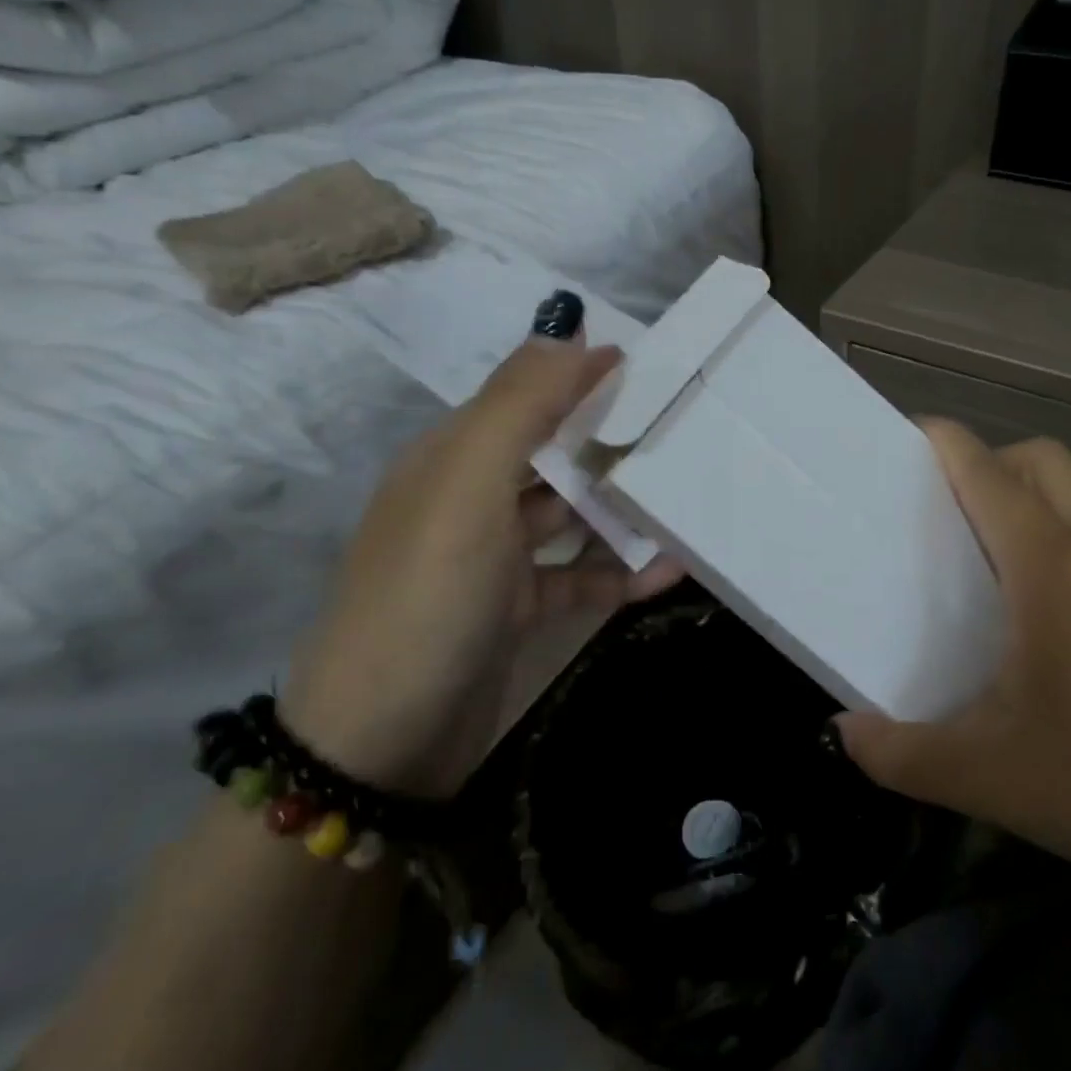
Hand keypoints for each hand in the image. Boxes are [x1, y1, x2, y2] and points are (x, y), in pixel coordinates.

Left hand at [281, 290, 681, 797]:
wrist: (380, 743)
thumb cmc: (428, 597)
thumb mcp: (469, 487)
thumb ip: (520, 405)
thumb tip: (570, 326)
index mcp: (453, 457)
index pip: (527, 395)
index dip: (583, 375)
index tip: (654, 367)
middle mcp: (473, 498)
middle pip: (555, 453)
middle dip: (613, 441)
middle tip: (685, 431)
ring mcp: (494, 558)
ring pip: (572, 515)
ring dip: (625, 508)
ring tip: (690, 497)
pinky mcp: (515, 610)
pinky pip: (579, 575)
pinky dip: (620, 571)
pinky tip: (671, 571)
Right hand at [836, 421, 1070, 904]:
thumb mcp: (992, 778)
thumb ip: (903, 755)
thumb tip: (845, 735)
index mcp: (1053, 568)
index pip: (988, 472)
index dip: (942, 442)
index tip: (897, 443)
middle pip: (1041, 460)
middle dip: (988, 461)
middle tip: (941, 510)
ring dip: (1028, 497)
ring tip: (981, 557)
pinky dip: (1060, 535)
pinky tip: (1040, 609)